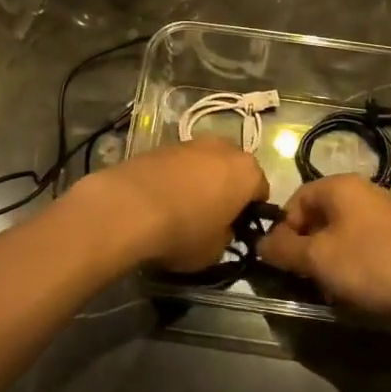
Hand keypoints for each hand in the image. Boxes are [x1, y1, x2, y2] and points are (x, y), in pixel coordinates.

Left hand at [76, 139, 268, 272]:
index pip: (261, 191)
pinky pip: (180, 163)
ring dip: (201, 180)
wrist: (129, 207)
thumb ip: (227, 235)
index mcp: (247, 172)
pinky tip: (162, 198)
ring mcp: (192, 142)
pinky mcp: (162, 144)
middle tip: (212, 215)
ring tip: (183, 206)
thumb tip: (221, 228)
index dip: (251, 211)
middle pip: (233, 169)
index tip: (237, 228)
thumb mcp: (215, 250)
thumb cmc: (183, 231)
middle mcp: (224, 148)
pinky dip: (176, 176)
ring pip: (206, 163)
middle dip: (227, 188)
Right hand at [257, 175, 390, 318]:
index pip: (295, 200)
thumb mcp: (318, 259)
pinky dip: (351, 263)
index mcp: (340, 186)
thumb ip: (283, 249)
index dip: (283, 231)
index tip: (283, 262)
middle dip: (306, 248)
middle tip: (305, 279)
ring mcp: (384, 212)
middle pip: (318, 216)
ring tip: (330, 289)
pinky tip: (355, 289)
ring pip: (339, 233)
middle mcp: (362, 190)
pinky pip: (362, 244)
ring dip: (328, 260)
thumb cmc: (370, 265)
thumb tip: (260, 243)